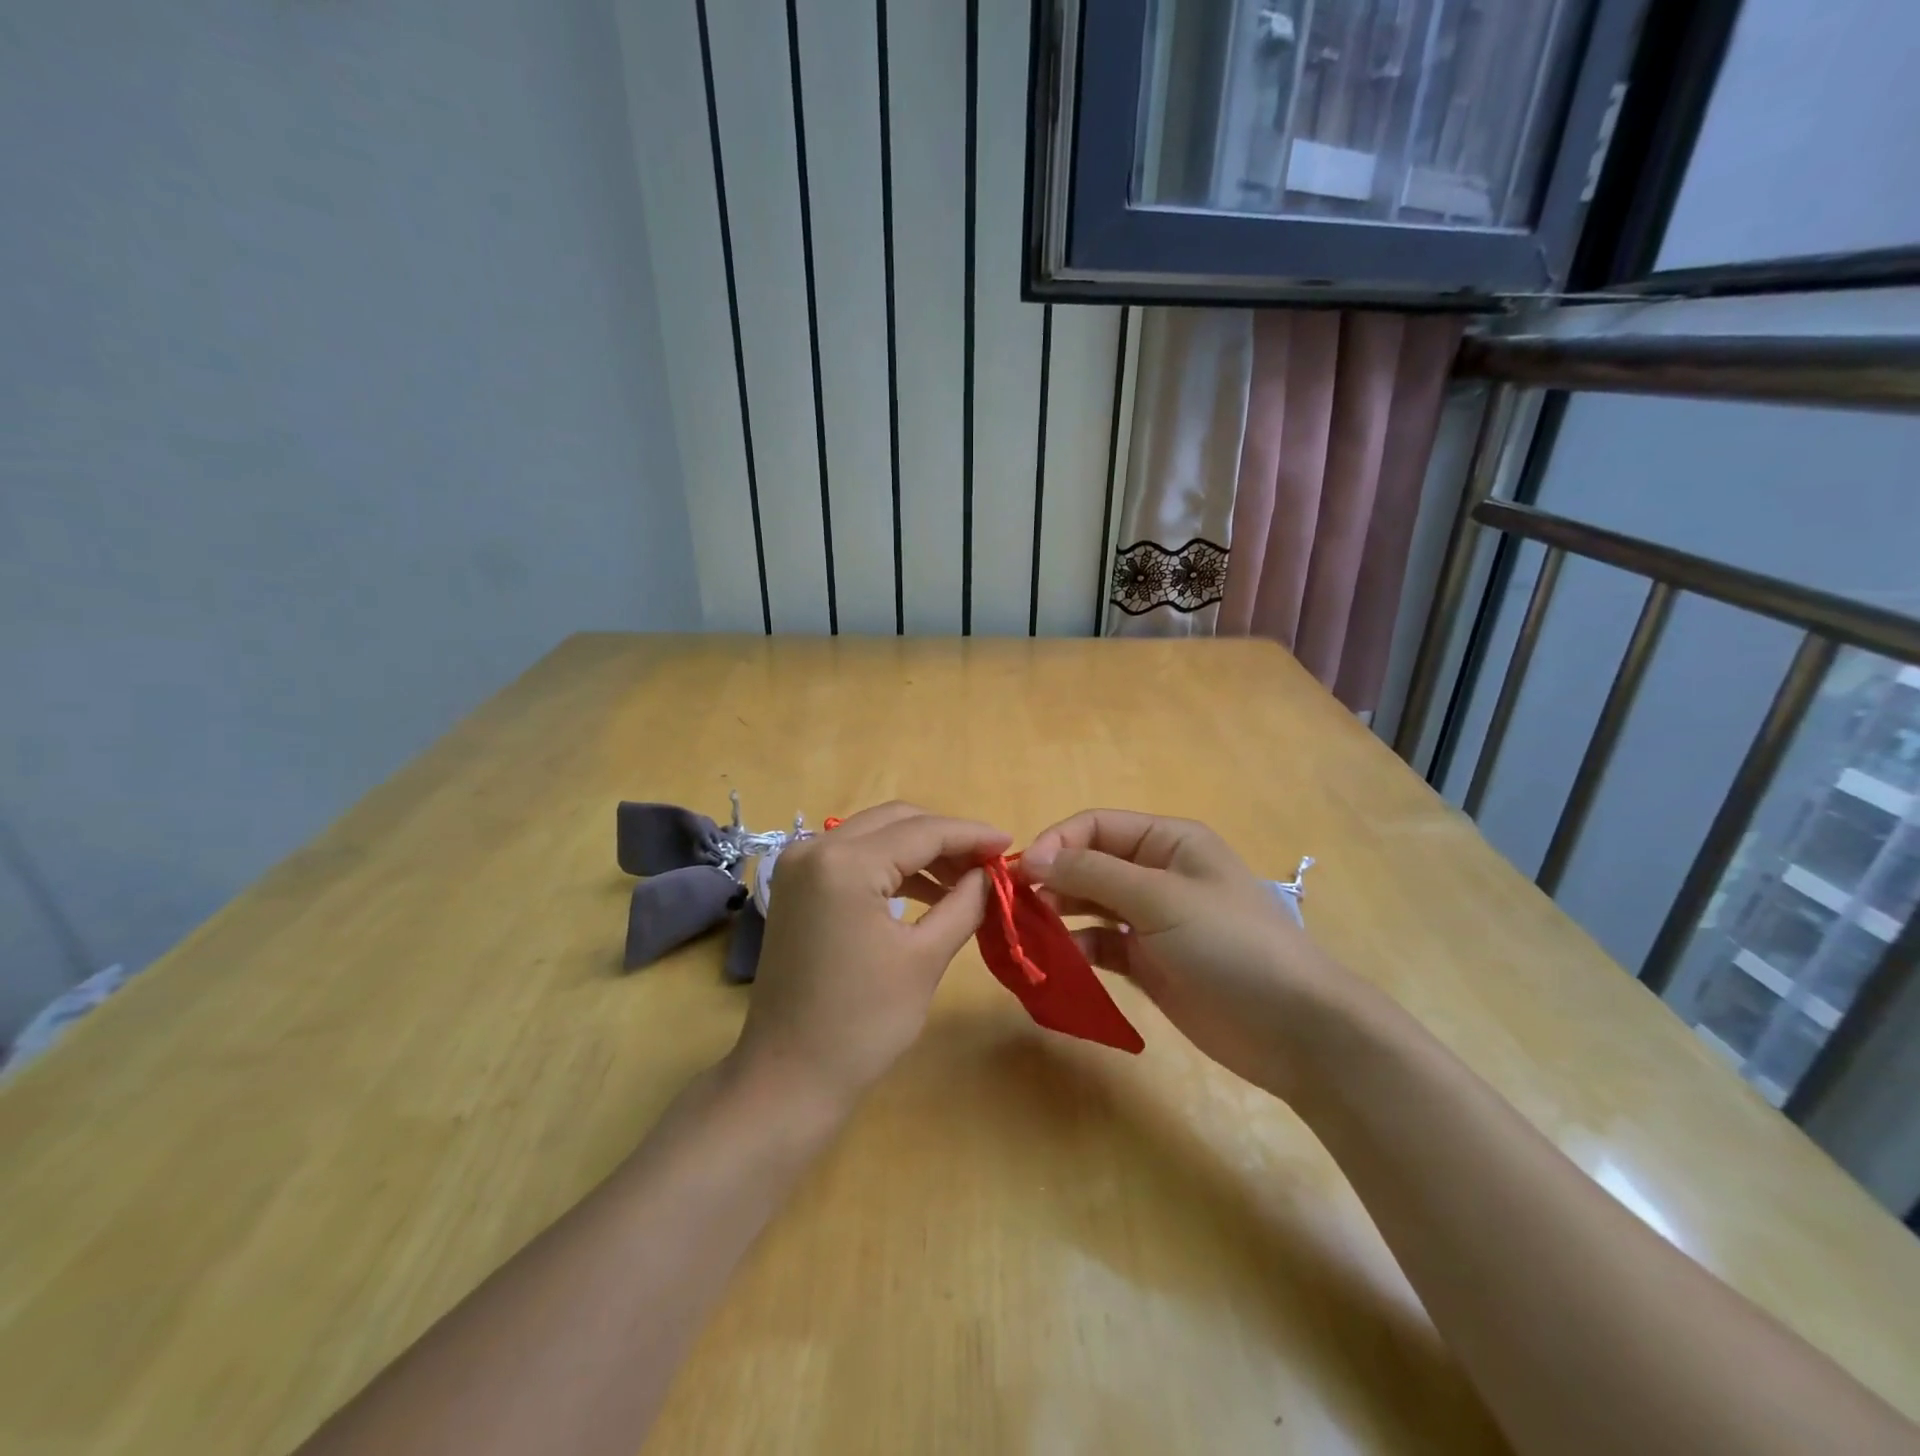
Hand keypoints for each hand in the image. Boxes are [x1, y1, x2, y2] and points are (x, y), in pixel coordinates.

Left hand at [730, 802, 1010, 1110]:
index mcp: (845, 863)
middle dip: (946, 837)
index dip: (972, 835)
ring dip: (919, 851)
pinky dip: (891, 867)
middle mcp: (815, 849)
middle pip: (896, 821)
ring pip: (874, 835)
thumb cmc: (863, 1023)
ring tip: (964, 880)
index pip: (922, 832)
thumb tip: (991, 872)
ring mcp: (799, 866)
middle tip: (988, 863)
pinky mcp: (796, 887)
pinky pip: (853, 857)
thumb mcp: (925, 958)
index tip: (1010, 844)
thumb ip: (965, 902)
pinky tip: (925, 892)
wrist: (789, 1077)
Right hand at [1021, 810, 1347, 1096]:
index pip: (1096, 826)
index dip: (1056, 843)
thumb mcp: (1160, 899)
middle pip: (1089, 864)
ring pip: (1090, 905)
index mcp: (1167, 841)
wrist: (1293, 1028)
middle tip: (1017, 909)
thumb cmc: (1230, 944)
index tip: (1022, 874)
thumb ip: (1093, 874)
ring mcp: (1152, 920)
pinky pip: (1100, 945)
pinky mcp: (1148, 962)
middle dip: (1052, 880)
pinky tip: (1060, 964)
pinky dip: (1077, 950)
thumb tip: (1031, 858)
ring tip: (1029, 935)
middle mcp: (1157, 873)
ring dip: (1059, 915)